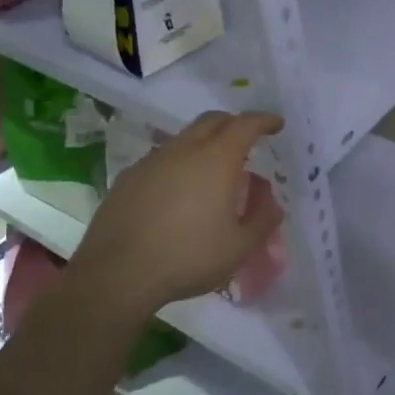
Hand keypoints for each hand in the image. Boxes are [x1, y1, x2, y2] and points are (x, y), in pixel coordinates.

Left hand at [71, 111, 284, 313]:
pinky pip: (162, 159)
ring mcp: (152, 161)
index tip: (276, 124)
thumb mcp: (238, 248)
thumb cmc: (187, 258)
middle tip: (247, 140)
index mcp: (216, 160)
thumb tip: (274, 204)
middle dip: (234, 123)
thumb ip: (262, 221)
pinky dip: (179, 164)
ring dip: (204, 144)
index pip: (245, 125)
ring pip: (184, 138)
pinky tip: (179, 193)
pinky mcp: (128, 178)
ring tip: (213, 172)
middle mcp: (183, 150)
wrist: (117, 274)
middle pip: (212, 120)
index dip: (264, 120)